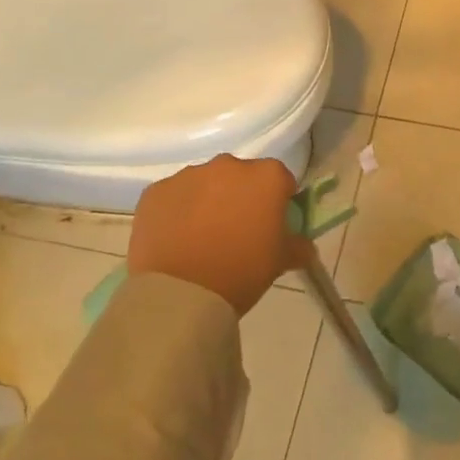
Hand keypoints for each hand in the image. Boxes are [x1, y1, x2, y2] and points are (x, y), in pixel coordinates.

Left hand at [126, 155, 306, 315]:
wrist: (180, 294)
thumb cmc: (241, 271)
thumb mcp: (280, 261)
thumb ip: (297, 245)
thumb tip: (303, 245)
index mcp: (267, 176)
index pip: (281, 180)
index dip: (278, 201)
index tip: (271, 224)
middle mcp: (229, 165)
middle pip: (241, 176)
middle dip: (241, 197)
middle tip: (236, 231)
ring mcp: (189, 175)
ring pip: (206, 183)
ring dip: (208, 201)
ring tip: (201, 238)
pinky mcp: (155, 191)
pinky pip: (174, 197)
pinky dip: (177, 211)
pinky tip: (176, 240)